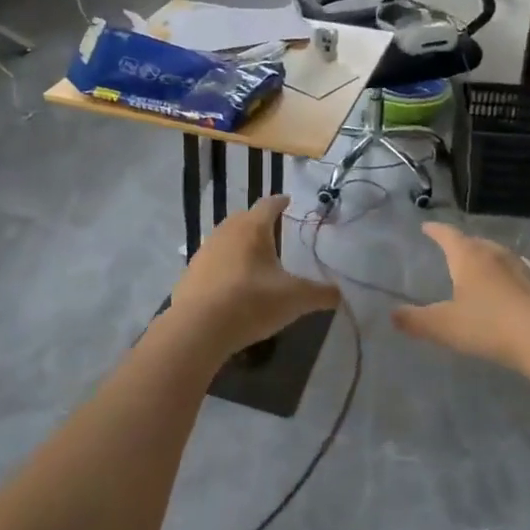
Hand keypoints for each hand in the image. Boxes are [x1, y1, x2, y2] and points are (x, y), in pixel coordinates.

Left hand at [168, 196, 340, 358]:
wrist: (198, 328)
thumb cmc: (252, 302)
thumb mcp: (295, 300)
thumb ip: (320, 294)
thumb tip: (339, 294)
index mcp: (253, 227)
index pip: (269, 204)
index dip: (281, 202)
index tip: (289, 202)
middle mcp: (226, 231)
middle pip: (245, 218)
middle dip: (260, 223)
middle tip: (276, 234)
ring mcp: (205, 251)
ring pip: (227, 239)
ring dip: (241, 245)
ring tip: (255, 261)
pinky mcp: (190, 272)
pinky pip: (213, 262)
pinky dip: (225, 267)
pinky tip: (232, 285)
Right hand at [391, 223, 529, 373]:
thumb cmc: (489, 325)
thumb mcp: (445, 326)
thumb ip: (416, 320)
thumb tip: (392, 315)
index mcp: (468, 257)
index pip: (448, 235)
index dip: (435, 231)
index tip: (426, 227)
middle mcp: (494, 255)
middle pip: (475, 242)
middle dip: (462, 243)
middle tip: (452, 248)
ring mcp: (521, 268)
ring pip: (498, 255)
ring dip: (486, 257)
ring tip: (480, 265)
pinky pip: (517, 272)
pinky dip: (507, 275)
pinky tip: (511, 285)